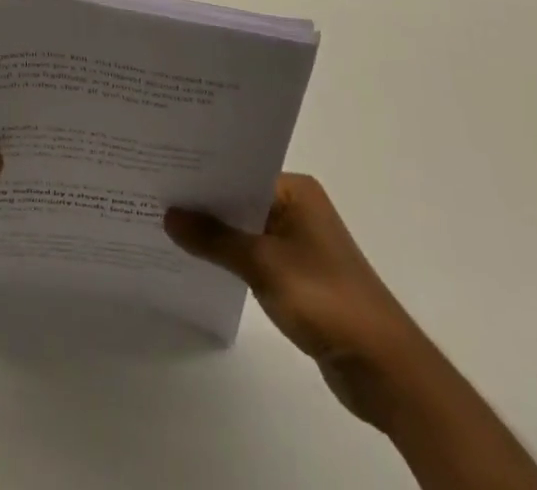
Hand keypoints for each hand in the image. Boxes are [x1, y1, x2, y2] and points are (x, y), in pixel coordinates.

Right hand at [165, 174, 423, 426]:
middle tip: (154, 192)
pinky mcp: (296, 274)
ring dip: (214, 232)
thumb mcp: (263, 264)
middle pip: (239, 197)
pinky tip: (196, 258)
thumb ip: (214, 239)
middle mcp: (297, 207)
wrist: (383, 367)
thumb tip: (169, 215)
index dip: (202, 172)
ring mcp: (297, 241)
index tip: (161, 169)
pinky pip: (253, 254)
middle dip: (203, 202)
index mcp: (295, 190)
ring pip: (244, 227)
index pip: (238, 170)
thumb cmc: (325, 299)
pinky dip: (229, 256)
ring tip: (165, 223)